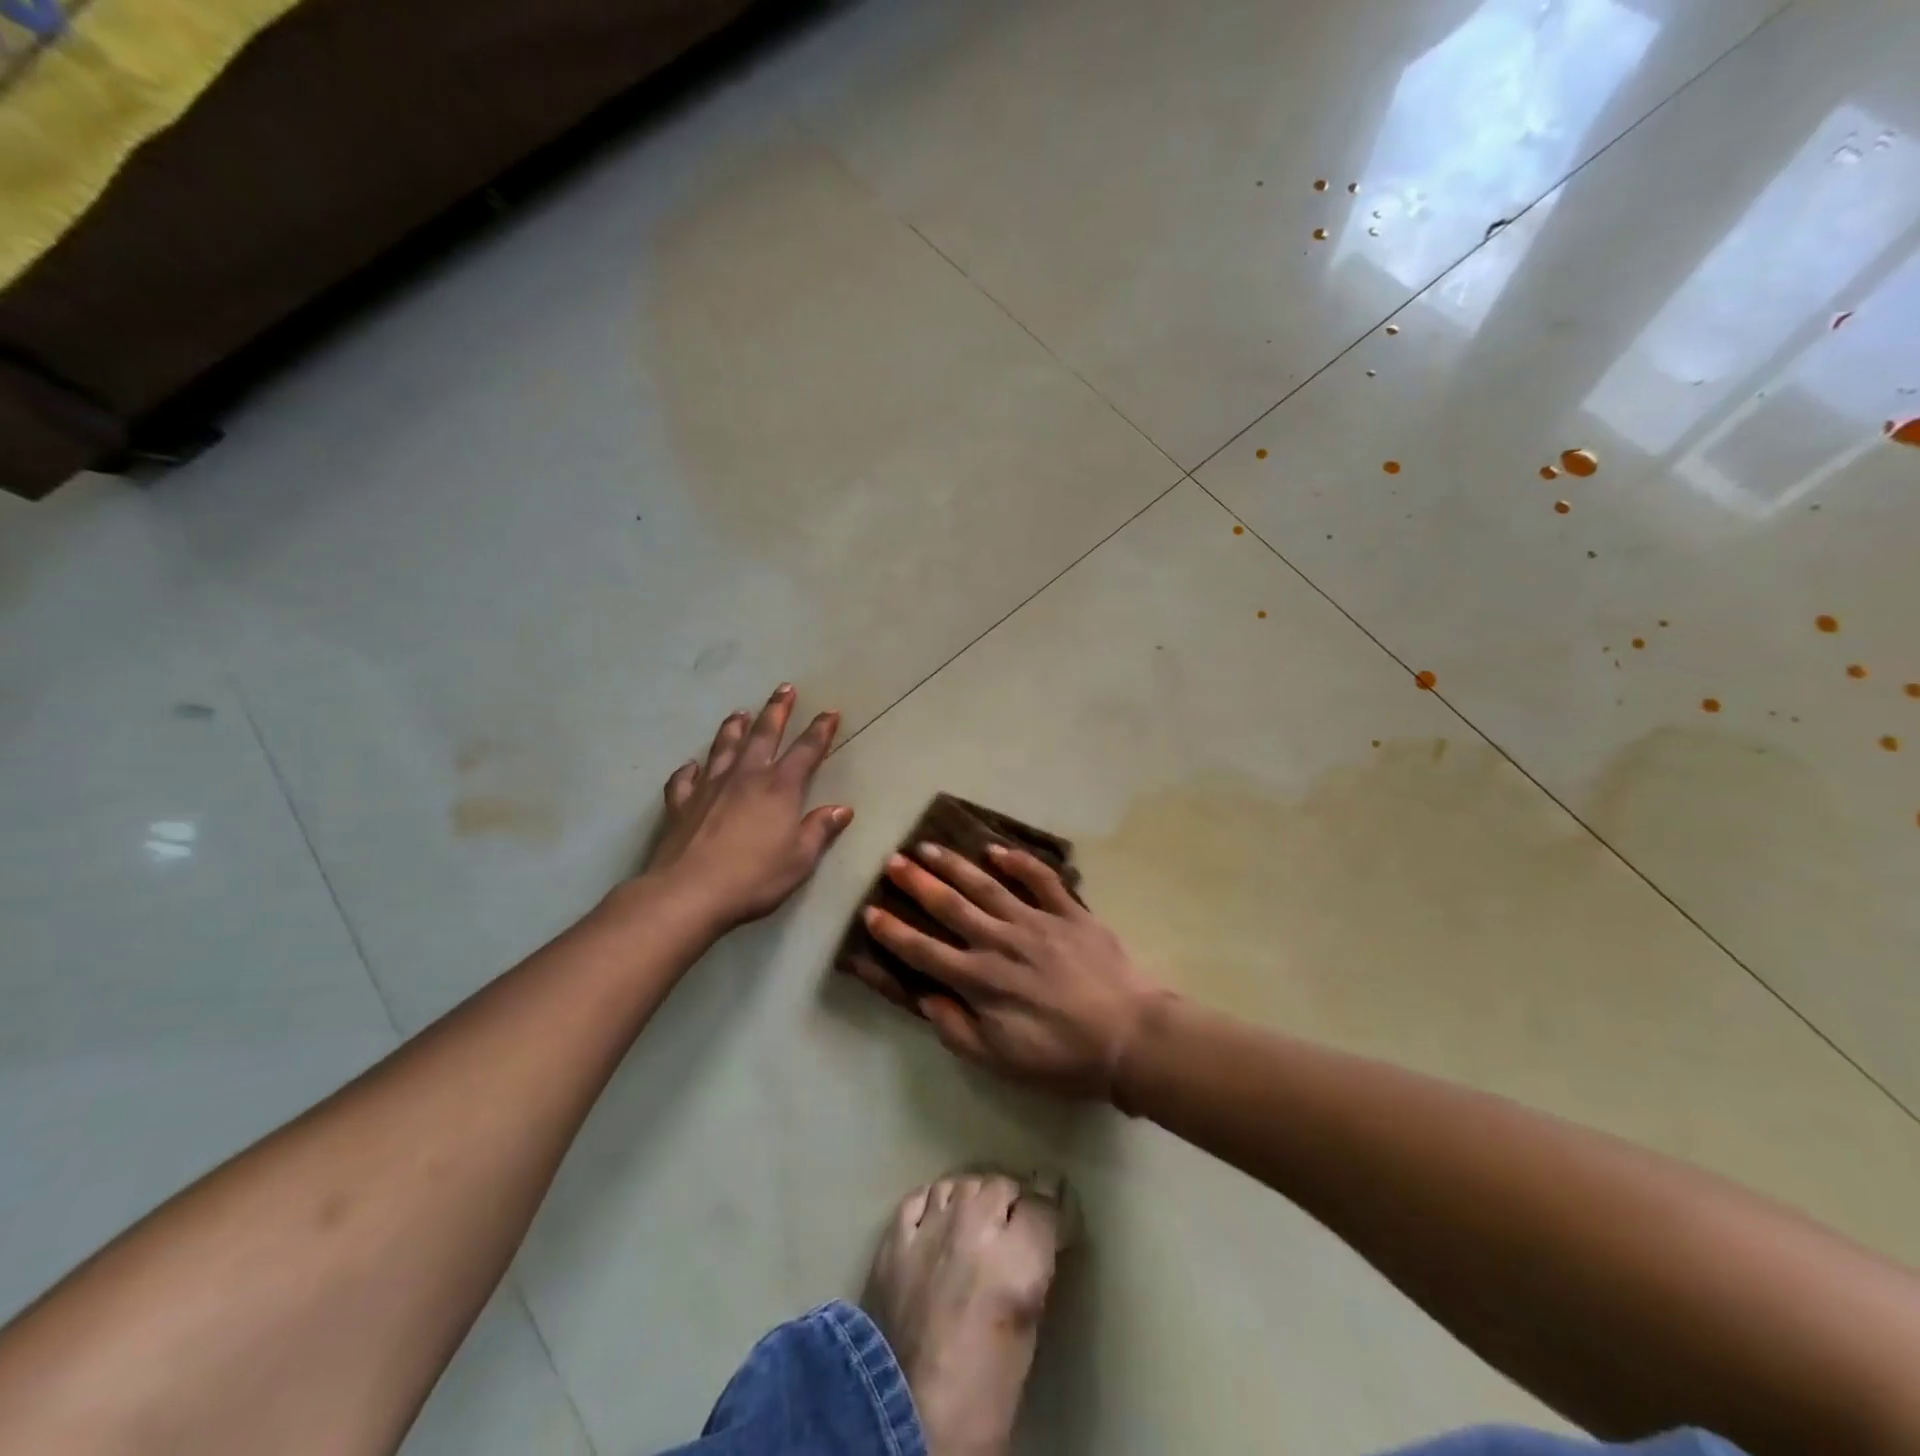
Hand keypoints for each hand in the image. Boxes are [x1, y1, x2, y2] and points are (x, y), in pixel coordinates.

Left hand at [640, 685, 853, 929]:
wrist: (689, 892)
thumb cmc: (754, 877)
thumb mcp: (800, 859)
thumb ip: (819, 830)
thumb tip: (841, 809)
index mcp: (780, 788)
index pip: (806, 751)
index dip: (820, 730)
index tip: (830, 712)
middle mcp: (746, 777)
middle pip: (763, 735)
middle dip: (776, 711)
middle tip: (784, 688)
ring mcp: (710, 787)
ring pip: (724, 747)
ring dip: (734, 728)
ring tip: (739, 713)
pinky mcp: (682, 804)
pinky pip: (685, 779)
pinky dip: (690, 770)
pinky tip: (691, 766)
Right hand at [847, 841, 1158, 1100]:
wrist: (1131, 1038)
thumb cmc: (1063, 1057)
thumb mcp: (1000, 1060)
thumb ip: (956, 1029)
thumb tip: (925, 998)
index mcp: (980, 979)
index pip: (924, 951)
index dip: (894, 932)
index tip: (870, 911)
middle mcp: (1000, 942)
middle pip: (950, 906)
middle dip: (917, 883)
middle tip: (893, 861)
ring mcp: (1036, 921)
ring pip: (987, 885)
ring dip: (955, 864)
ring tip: (929, 847)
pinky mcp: (1070, 912)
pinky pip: (1041, 879)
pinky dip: (1019, 862)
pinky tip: (996, 850)